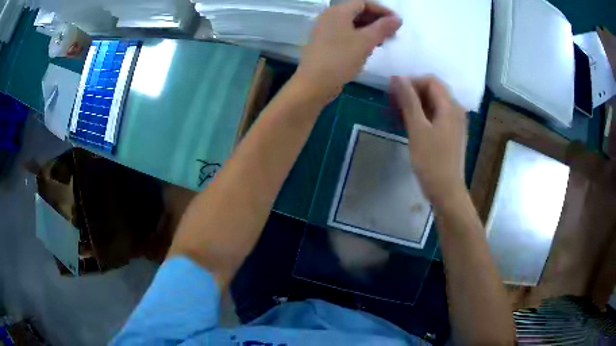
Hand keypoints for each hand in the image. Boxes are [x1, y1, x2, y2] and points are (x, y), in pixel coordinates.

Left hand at [295, 0, 401, 100]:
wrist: (313, 84)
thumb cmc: (340, 59)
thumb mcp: (365, 42)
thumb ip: (383, 28)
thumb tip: (398, 19)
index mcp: (338, 11)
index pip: (363, 3)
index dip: (382, 10)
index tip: (397, 22)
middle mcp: (329, 17)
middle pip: (357, 12)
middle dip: (377, 20)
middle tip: (392, 33)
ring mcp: (325, 30)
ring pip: (351, 24)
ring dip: (369, 30)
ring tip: (383, 41)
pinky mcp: (324, 42)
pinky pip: (345, 34)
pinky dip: (359, 37)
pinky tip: (368, 48)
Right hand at [390, 76, 466, 204]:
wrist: (447, 191)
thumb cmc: (432, 161)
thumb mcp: (418, 129)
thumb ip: (409, 101)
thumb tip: (398, 77)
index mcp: (450, 106)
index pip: (431, 80)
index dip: (411, 81)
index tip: (393, 92)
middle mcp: (456, 111)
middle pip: (433, 91)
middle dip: (412, 92)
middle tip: (393, 103)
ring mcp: (455, 123)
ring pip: (434, 104)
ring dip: (415, 105)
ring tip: (397, 115)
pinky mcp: (451, 134)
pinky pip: (436, 117)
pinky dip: (422, 116)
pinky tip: (409, 125)